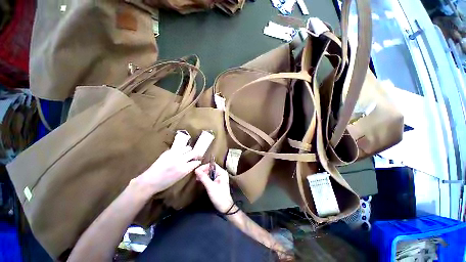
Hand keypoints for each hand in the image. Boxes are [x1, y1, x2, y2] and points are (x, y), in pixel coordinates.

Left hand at [133, 146, 200, 196]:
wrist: (150, 181)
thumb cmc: (165, 182)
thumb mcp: (180, 177)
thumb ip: (188, 169)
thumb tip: (195, 163)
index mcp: (183, 169)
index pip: (196, 162)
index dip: (198, 161)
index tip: (198, 161)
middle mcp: (180, 160)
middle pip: (193, 152)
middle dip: (196, 154)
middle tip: (195, 156)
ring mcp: (174, 154)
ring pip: (187, 148)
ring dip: (189, 150)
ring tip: (188, 154)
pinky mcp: (168, 151)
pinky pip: (179, 148)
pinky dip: (182, 150)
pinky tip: (180, 154)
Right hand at [195, 164, 233, 212]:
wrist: (225, 207)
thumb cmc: (219, 196)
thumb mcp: (210, 186)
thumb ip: (203, 177)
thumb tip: (196, 170)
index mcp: (222, 172)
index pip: (212, 165)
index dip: (204, 167)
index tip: (197, 171)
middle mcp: (221, 173)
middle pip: (211, 168)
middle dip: (203, 171)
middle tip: (196, 175)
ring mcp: (220, 177)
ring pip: (210, 173)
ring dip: (204, 174)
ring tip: (197, 178)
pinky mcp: (218, 182)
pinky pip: (211, 177)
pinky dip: (206, 178)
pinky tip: (201, 180)